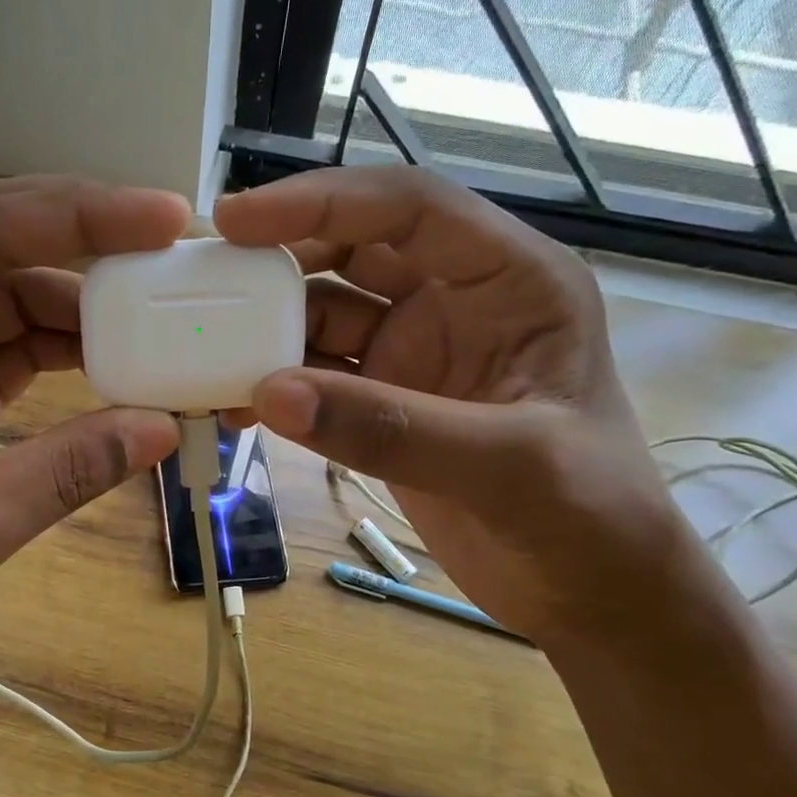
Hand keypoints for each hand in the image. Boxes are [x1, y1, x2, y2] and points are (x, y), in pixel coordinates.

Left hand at [0, 177, 187, 721]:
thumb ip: (66, 471)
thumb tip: (163, 425)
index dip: (74, 216)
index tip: (161, 219)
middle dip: (85, 239)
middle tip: (170, 245)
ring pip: (14, 291)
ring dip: (86, 304)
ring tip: (160, 316)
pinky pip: (17, 342)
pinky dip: (71, 349)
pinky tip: (122, 364)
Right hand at [216, 166, 684, 643]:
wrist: (588, 594)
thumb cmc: (590, 518)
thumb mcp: (506, 466)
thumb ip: (389, 428)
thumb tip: (270, 392)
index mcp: (511, 282)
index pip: (408, 208)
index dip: (321, 202)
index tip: (237, 221)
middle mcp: (456, 304)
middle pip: (352, 254)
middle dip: (281, 264)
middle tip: (206, 286)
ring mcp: (416, 358)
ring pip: (325, 319)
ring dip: (270, 335)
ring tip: (209, 358)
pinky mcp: (386, 407)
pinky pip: (318, 381)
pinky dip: (277, 389)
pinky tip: (239, 408)